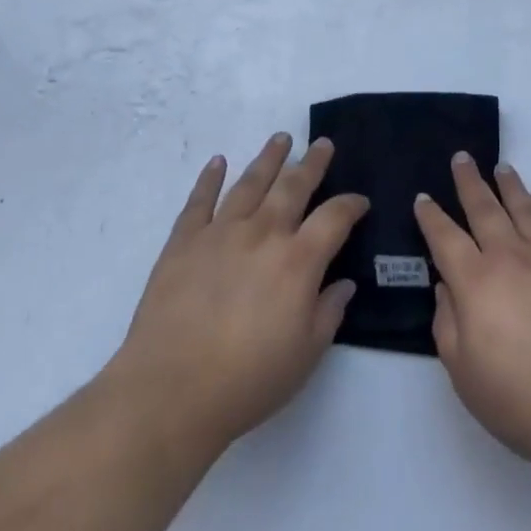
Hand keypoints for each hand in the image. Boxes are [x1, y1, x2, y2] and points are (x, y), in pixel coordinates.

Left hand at [109, 134, 368, 456]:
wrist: (171, 391)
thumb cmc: (247, 380)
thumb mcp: (306, 354)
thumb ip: (329, 312)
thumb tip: (344, 283)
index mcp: (298, 260)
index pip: (334, 217)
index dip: (351, 204)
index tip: (360, 200)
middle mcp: (263, 233)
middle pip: (293, 186)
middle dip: (312, 163)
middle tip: (323, 143)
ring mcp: (221, 232)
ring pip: (250, 182)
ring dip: (268, 158)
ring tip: (281, 139)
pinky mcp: (184, 241)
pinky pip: (200, 200)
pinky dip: (209, 178)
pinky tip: (218, 162)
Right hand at [415, 155, 530, 477]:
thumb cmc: (522, 401)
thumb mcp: (464, 373)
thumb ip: (447, 324)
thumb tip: (446, 286)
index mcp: (476, 282)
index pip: (445, 238)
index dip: (431, 217)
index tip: (423, 198)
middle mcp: (511, 257)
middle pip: (484, 208)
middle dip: (469, 181)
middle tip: (462, 158)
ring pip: (524, 207)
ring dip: (510, 184)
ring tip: (502, 167)